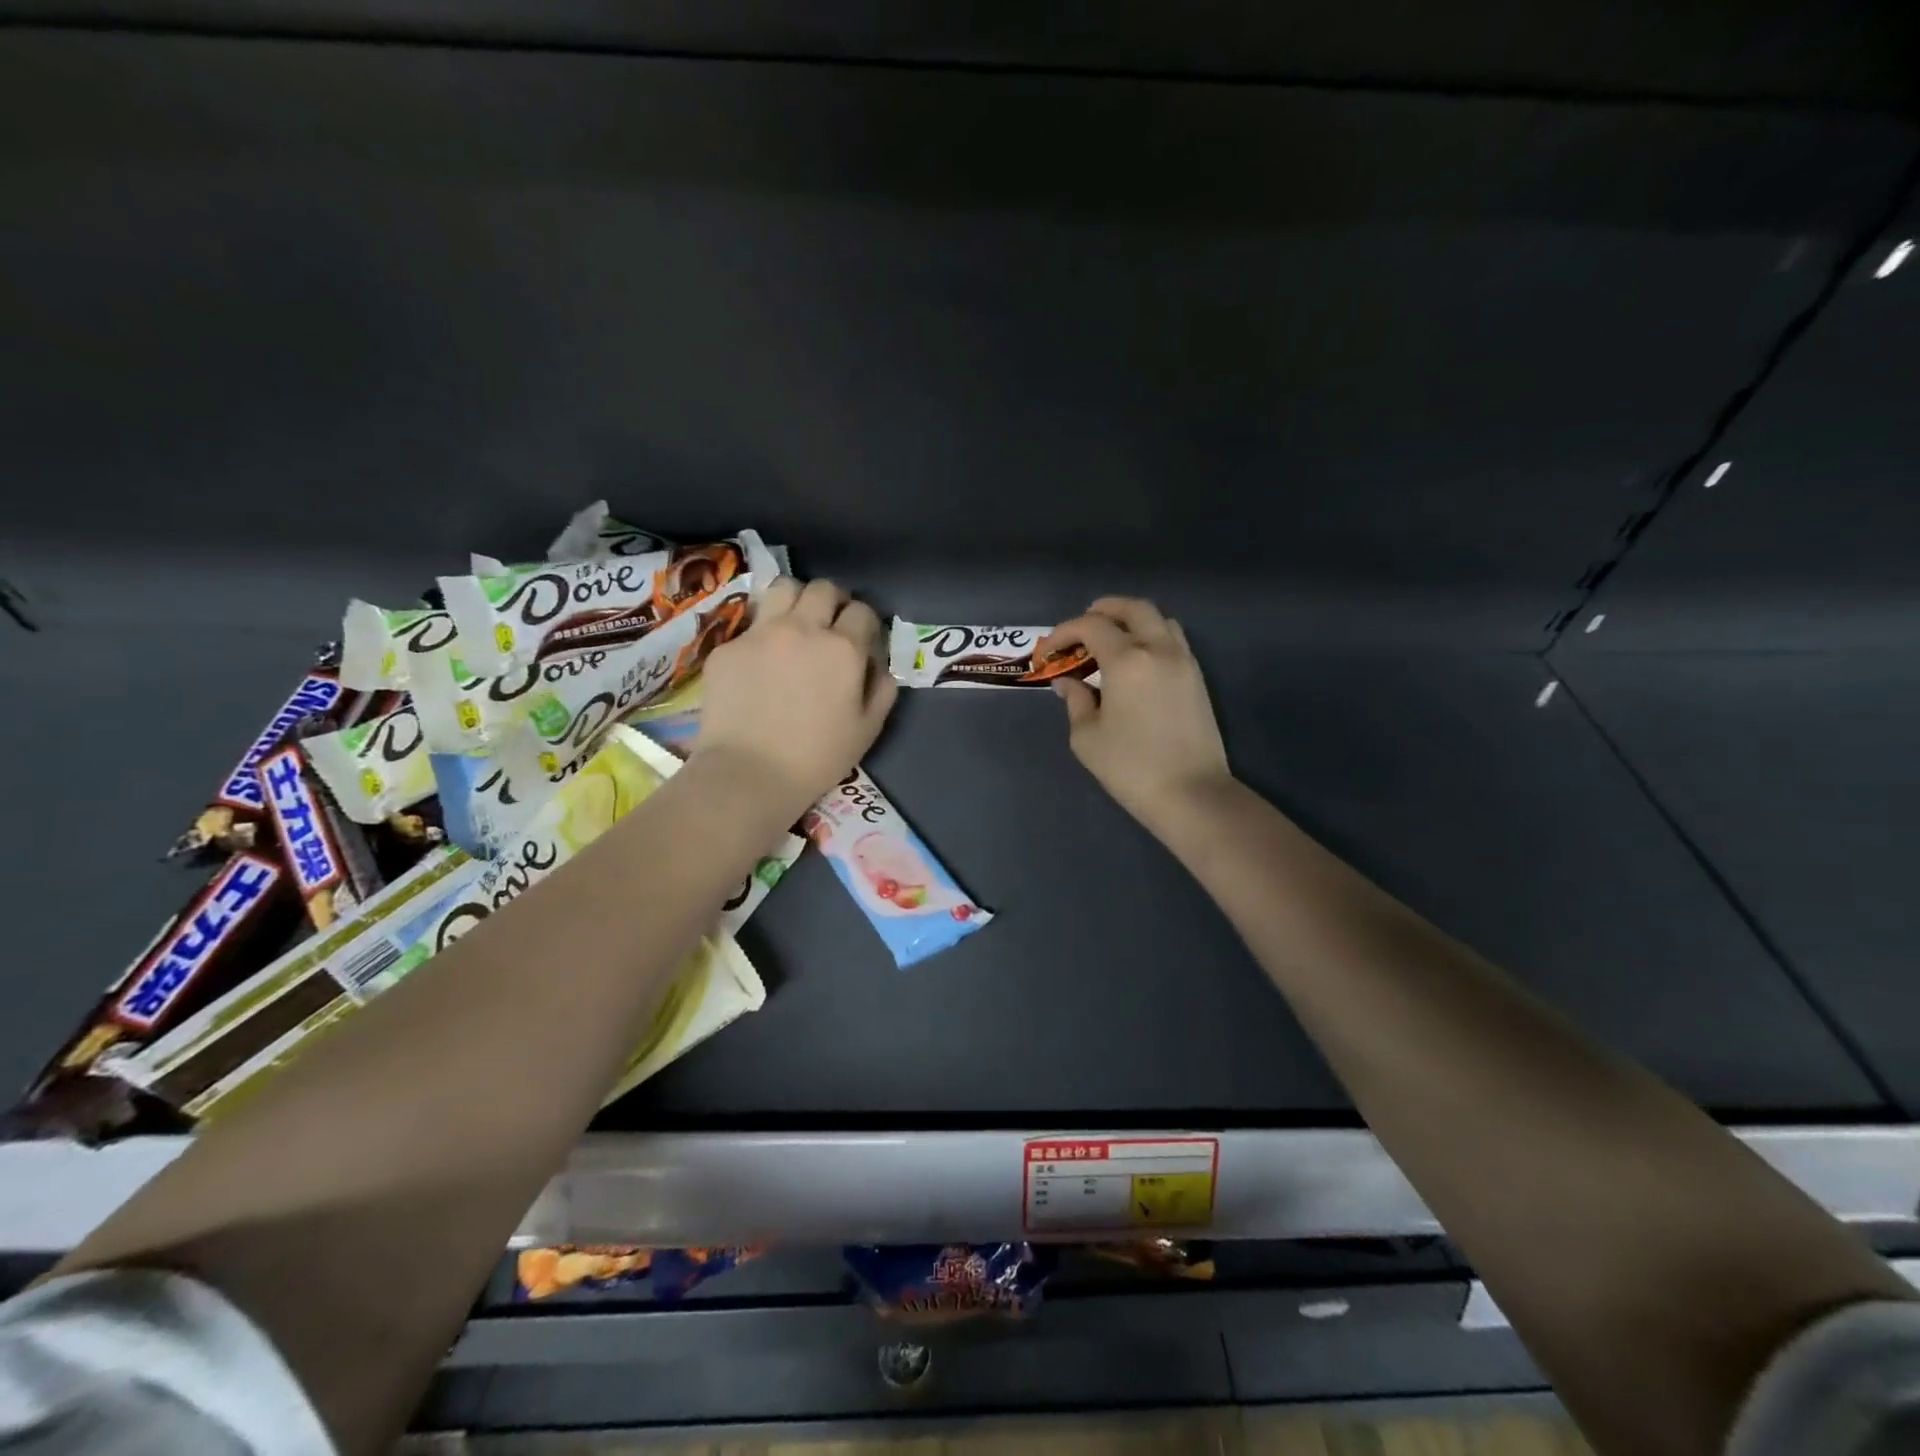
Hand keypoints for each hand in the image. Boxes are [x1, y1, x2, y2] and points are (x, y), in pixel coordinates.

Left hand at [693, 577, 897, 822]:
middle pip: (823, 589)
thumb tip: (879, 667)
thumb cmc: (817, 758)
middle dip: (833, 602)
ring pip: (783, 588)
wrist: (749, 774)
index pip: (863, 611)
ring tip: (795, 624)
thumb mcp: (867, 730)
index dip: (866, 624)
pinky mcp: (728, 647)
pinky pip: (751, 625)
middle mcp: (803, 628)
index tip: (862, 641)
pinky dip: (763, 636)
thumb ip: (882, 690)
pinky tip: (760, 664)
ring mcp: (761, 633)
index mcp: (843, 648)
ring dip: (796, 600)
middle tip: (830, 626)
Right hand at [1039, 598, 1231, 835]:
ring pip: (1159, 620)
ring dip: (1132, 620)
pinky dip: (1151, 636)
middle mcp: (1159, 649)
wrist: (1191, 793)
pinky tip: (1136, 661)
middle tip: (1082, 626)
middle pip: (1134, 608)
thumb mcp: (1087, 737)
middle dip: (1104, 609)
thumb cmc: (1130, 767)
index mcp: (1127, 660)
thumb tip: (1068, 683)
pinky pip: (1173, 640)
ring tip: (1111, 639)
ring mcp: (1184, 661)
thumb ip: (1076, 701)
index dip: (1064, 632)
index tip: (1049, 650)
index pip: (1091, 626)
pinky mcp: (1197, 678)